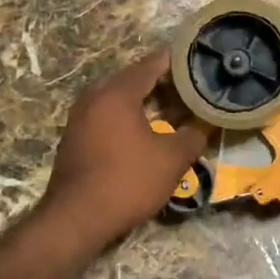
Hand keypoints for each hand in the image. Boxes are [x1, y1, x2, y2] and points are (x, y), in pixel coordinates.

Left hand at [37, 47, 209, 254]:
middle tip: (188, 87)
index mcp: (116, 93)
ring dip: (143, 101)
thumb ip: (193, 136)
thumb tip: (205, 123)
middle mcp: (94, 97)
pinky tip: (143, 131)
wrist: (75, 219)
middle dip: (160, 82)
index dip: (174, 61)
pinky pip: (105, 116)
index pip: (150, 65)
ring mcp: (79, 118)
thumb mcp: (171, 159)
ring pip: (117, 99)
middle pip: (132, 79)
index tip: (195, 60)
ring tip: (170, 108)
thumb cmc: (127, 181)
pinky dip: (126, 117)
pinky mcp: (74, 138)